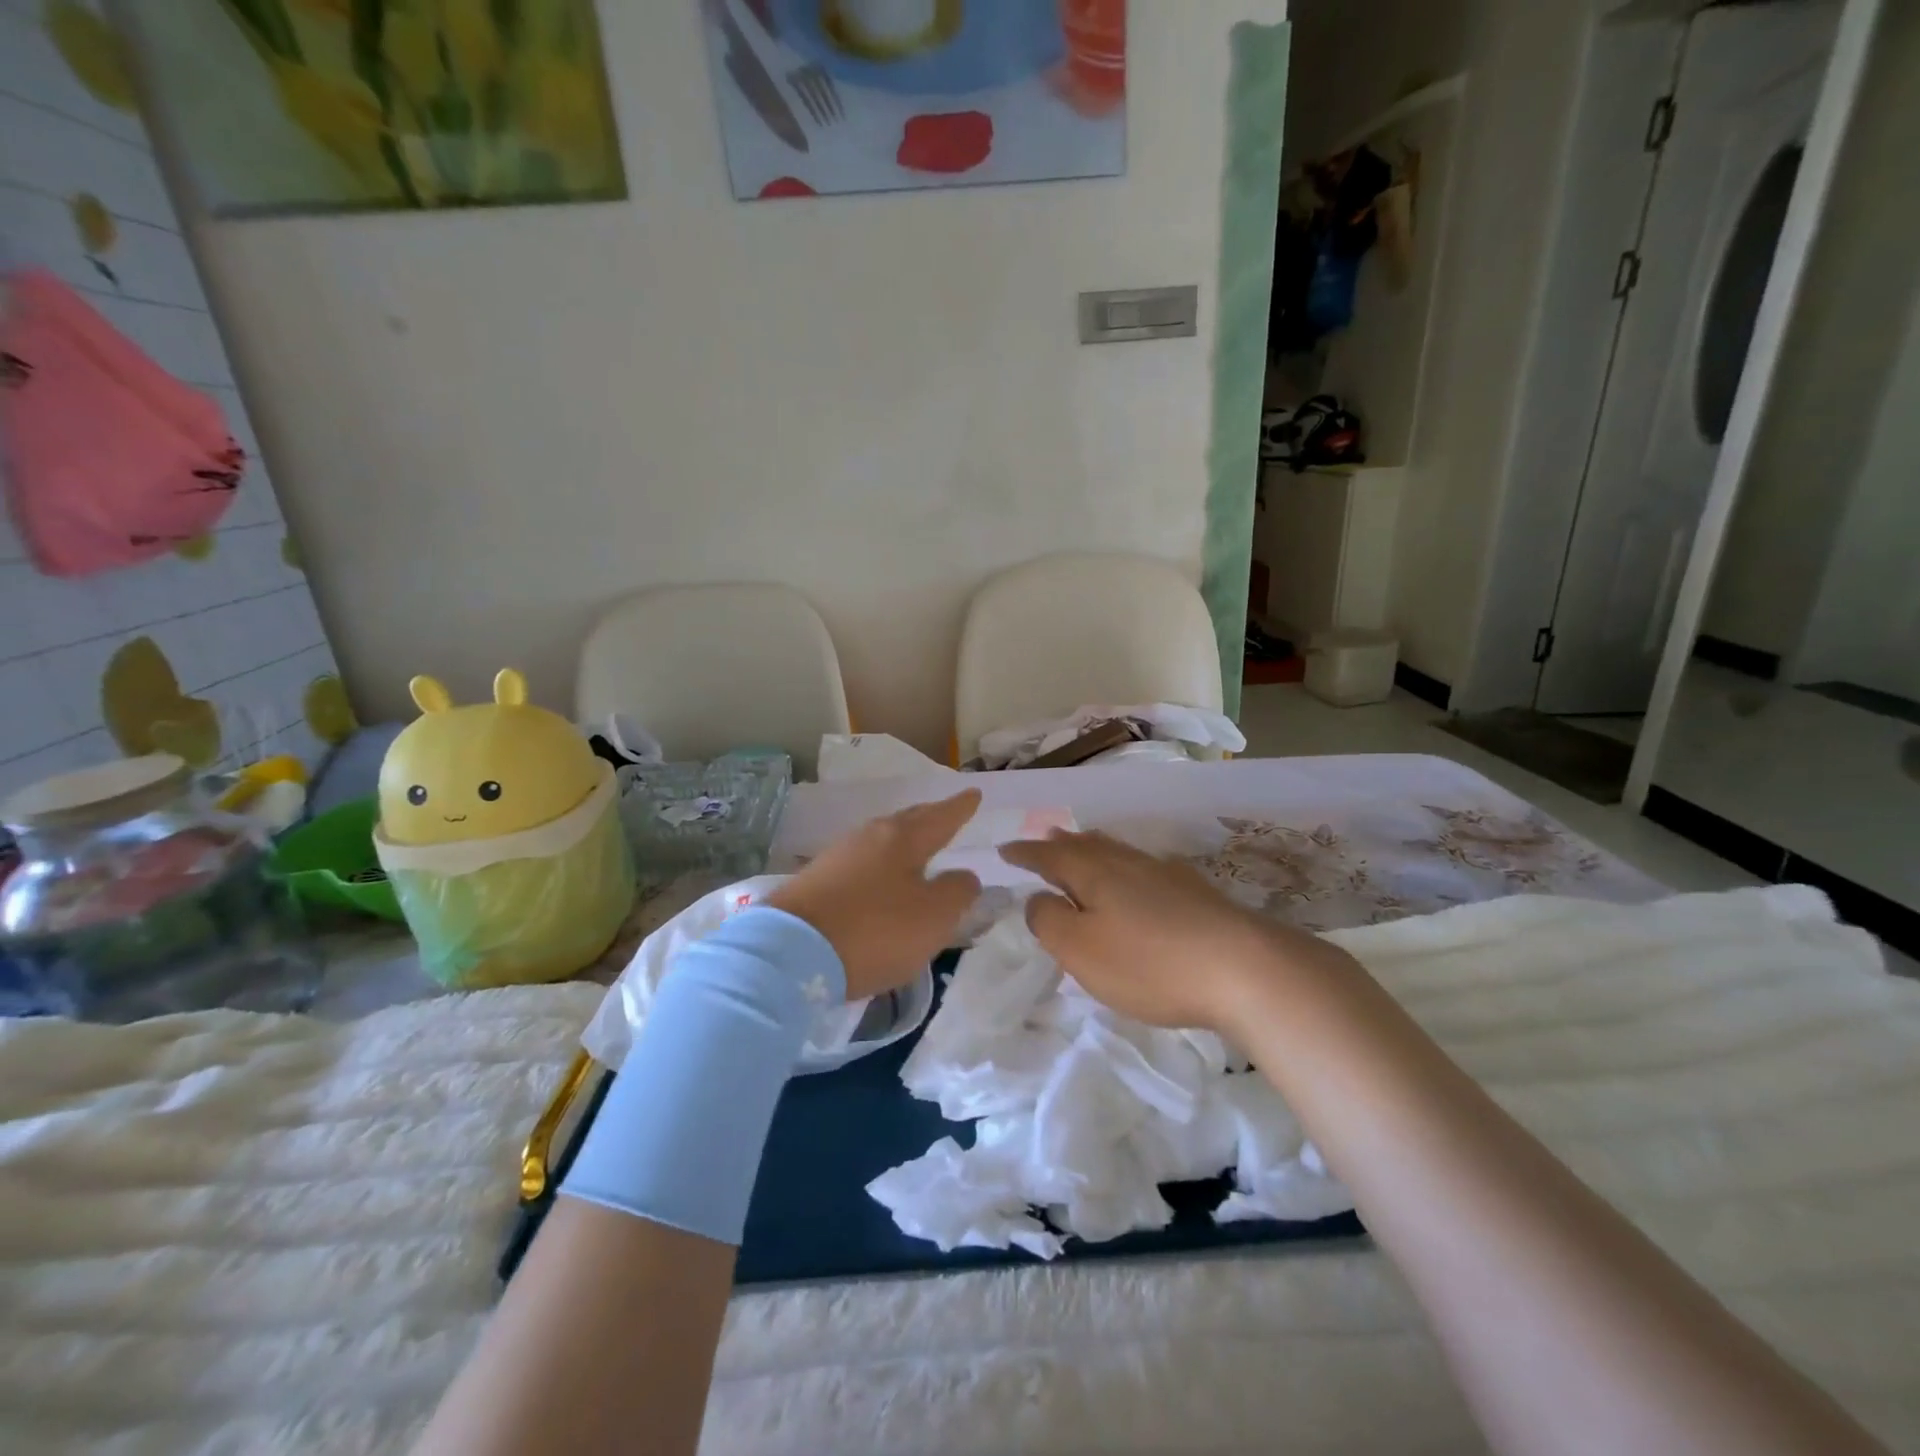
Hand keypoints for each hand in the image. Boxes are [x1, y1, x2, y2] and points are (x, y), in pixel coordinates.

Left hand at [768, 790, 982, 1001]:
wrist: (789, 953)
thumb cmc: (875, 930)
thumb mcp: (933, 916)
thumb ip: (957, 891)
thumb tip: (964, 876)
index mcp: (902, 838)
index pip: (941, 817)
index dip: (960, 808)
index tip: (974, 792)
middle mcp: (869, 837)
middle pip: (907, 822)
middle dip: (930, 818)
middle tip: (947, 814)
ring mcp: (837, 857)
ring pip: (881, 841)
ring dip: (903, 842)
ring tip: (917, 849)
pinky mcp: (815, 882)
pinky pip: (860, 864)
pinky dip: (879, 866)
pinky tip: (879, 879)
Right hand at [1001, 830, 1350, 1031]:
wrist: (1243, 968)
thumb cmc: (1148, 962)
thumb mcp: (1081, 949)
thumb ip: (1048, 920)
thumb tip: (1038, 898)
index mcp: (1093, 873)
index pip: (1049, 855)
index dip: (1025, 853)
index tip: (1005, 850)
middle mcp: (1127, 863)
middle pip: (1086, 845)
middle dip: (1061, 844)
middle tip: (1045, 838)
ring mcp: (1165, 874)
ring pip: (1118, 852)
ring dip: (1094, 848)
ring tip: (1084, 846)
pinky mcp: (1196, 892)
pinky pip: (1146, 867)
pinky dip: (1128, 866)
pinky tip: (1141, 875)